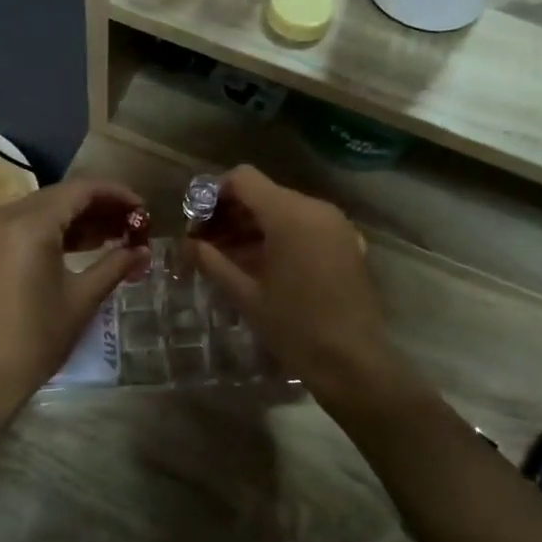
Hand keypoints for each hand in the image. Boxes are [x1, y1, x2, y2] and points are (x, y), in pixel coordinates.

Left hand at [0, 179, 150, 411]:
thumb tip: (145, 251)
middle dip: (100, 206)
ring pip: (44, 209)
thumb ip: (115, 266)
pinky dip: (55, 230)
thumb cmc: (36, 337)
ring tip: (115, 235)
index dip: (117, 194)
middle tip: (133, 224)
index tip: (143, 209)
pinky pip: (25, 225)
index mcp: (31, 224)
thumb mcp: (82, 299)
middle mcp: (6, 215)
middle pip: (62, 195)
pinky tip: (81, 246)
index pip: (82, 189)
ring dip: (79, 218)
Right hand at [193, 165, 400, 394]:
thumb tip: (187, 244)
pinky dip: (280, 236)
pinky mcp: (347, 243)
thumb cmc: (295, 327)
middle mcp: (316, 209)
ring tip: (229, 258)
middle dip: (232, 214)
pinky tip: (263, 266)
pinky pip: (306, 226)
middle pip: (264, 193)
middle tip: (206, 244)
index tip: (197, 222)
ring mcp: (336, 225)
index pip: (243, 179)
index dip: (214, 194)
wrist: (353, 362)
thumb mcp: (246, 295)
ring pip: (285, 210)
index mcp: (289, 215)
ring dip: (254, 227)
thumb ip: (212, 261)